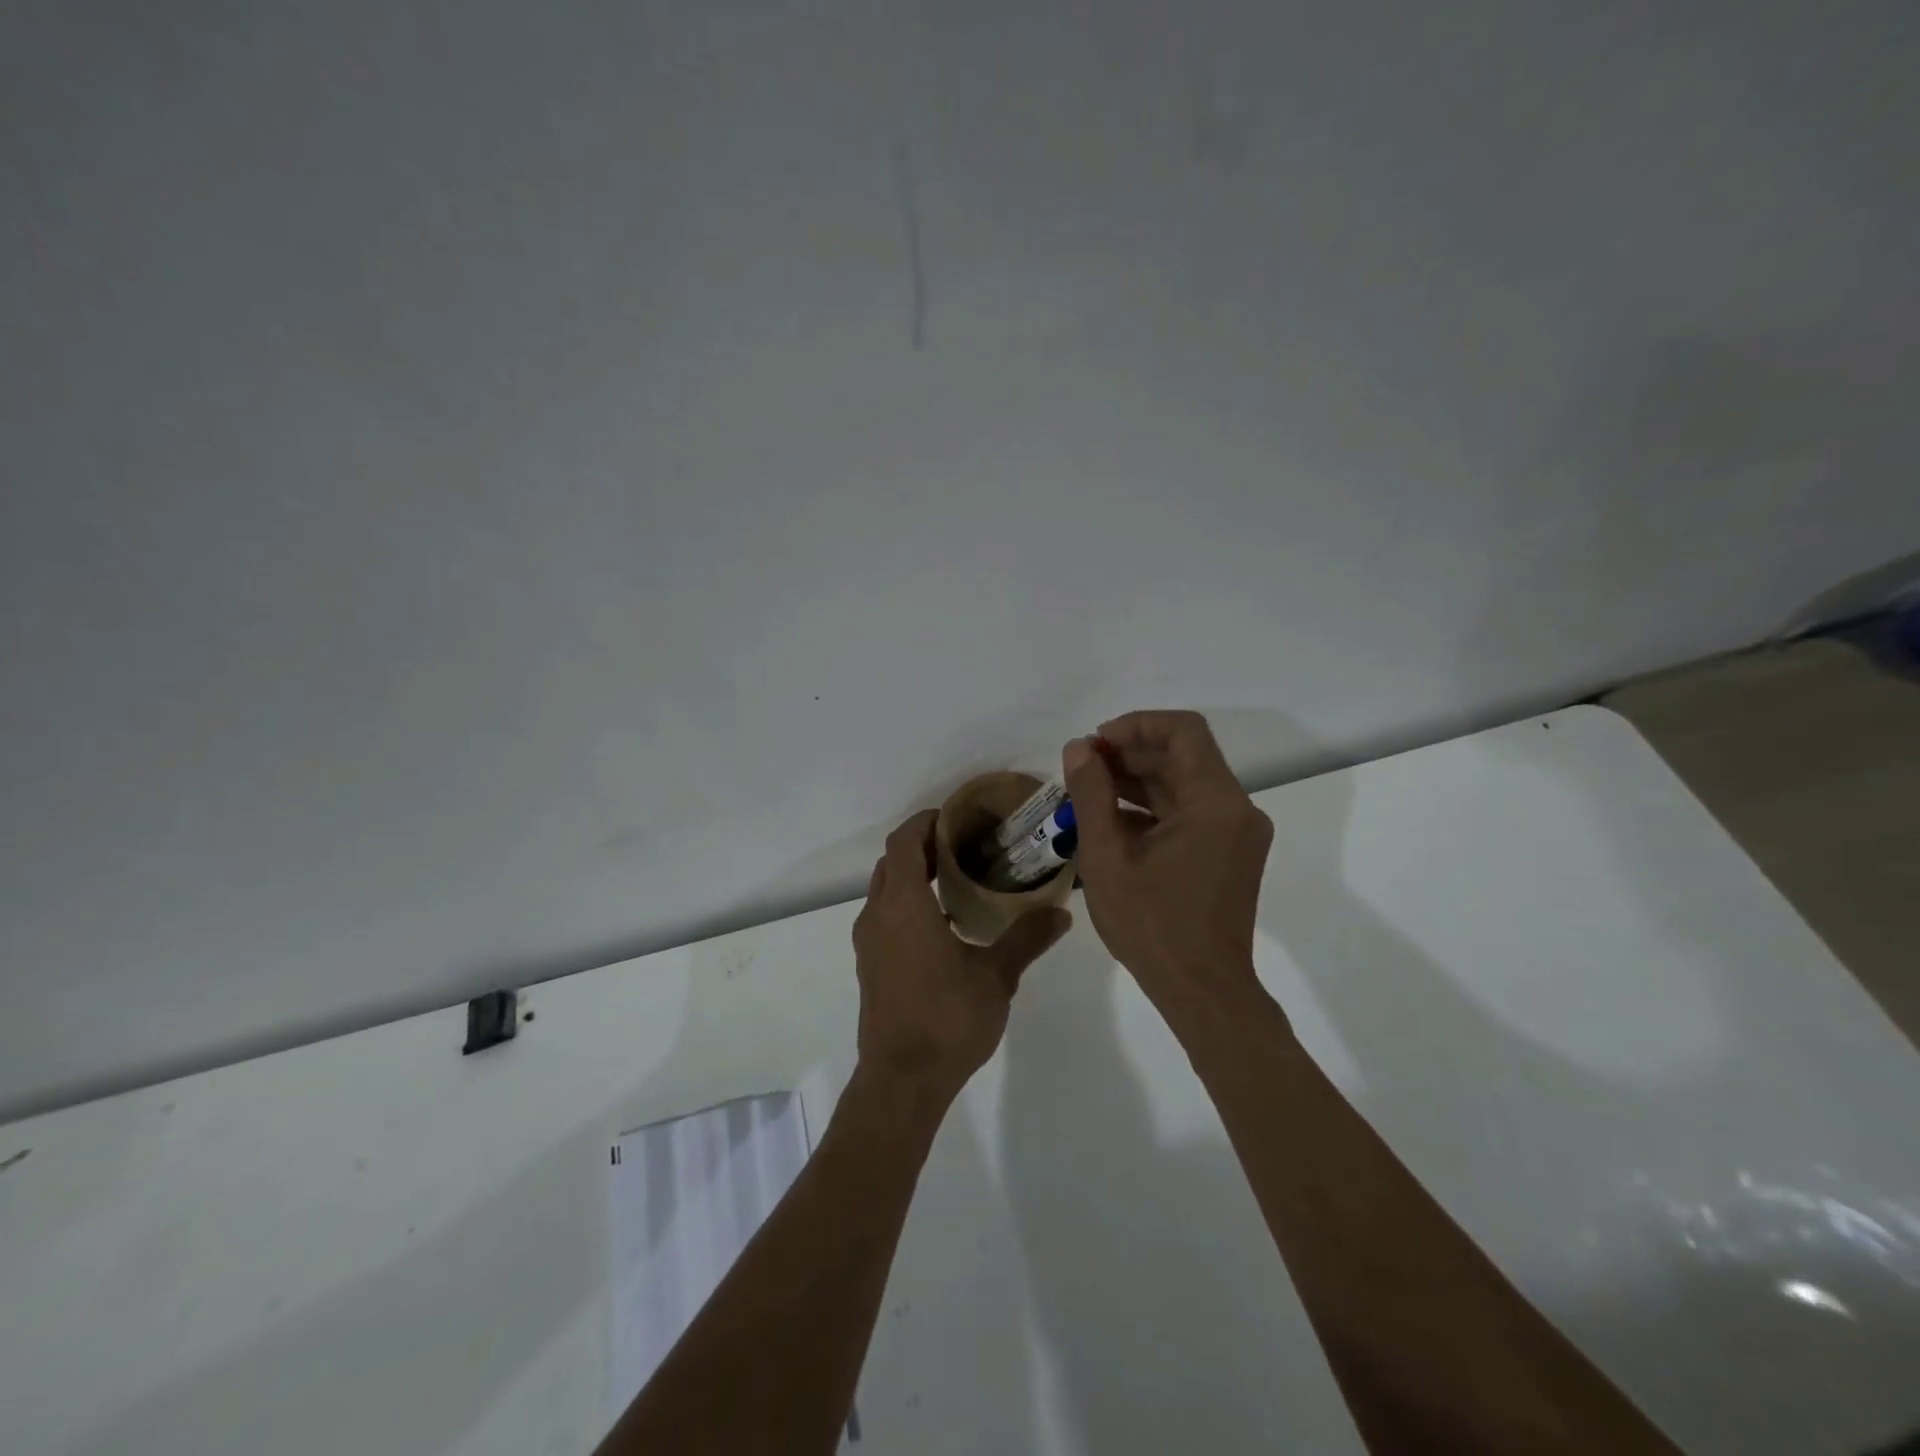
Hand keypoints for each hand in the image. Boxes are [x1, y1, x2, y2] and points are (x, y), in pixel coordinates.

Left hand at [852, 809, 1070, 1100]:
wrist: (901, 1081)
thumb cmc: (947, 1020)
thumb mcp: (996, 976)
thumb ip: (1027, 938)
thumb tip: (1061, 912)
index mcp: (903, 905)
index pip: (904, 841)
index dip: (926, 822)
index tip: (958, 818)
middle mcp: (878, 915)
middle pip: (893, 861)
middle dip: (924, 846)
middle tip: (966, 846)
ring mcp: (869, 942)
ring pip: (885, 889)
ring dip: (914, 875)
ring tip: (959, 879)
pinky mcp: (870, 964)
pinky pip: (884, 915)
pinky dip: (907, 902)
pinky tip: (943, 924)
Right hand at [1062, 711, 1272, 1009]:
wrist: (1202, 991)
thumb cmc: (1151, 925)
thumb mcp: (1107, 857)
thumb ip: (1091, 794)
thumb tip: (1078, 748)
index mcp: (1215, 803)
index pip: (1183, 731)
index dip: (1136, 725)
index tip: (1095, 743)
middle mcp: (1236, 808)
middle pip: (1184, 756)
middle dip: (1130, 753)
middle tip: (1082, 768)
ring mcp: (1237, 832)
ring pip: (1185, 783)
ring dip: (1138, 780)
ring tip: (1089, 791)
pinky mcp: (1230, 852)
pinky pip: (1190, 812)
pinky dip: (1153, 808)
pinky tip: (1112, 821)